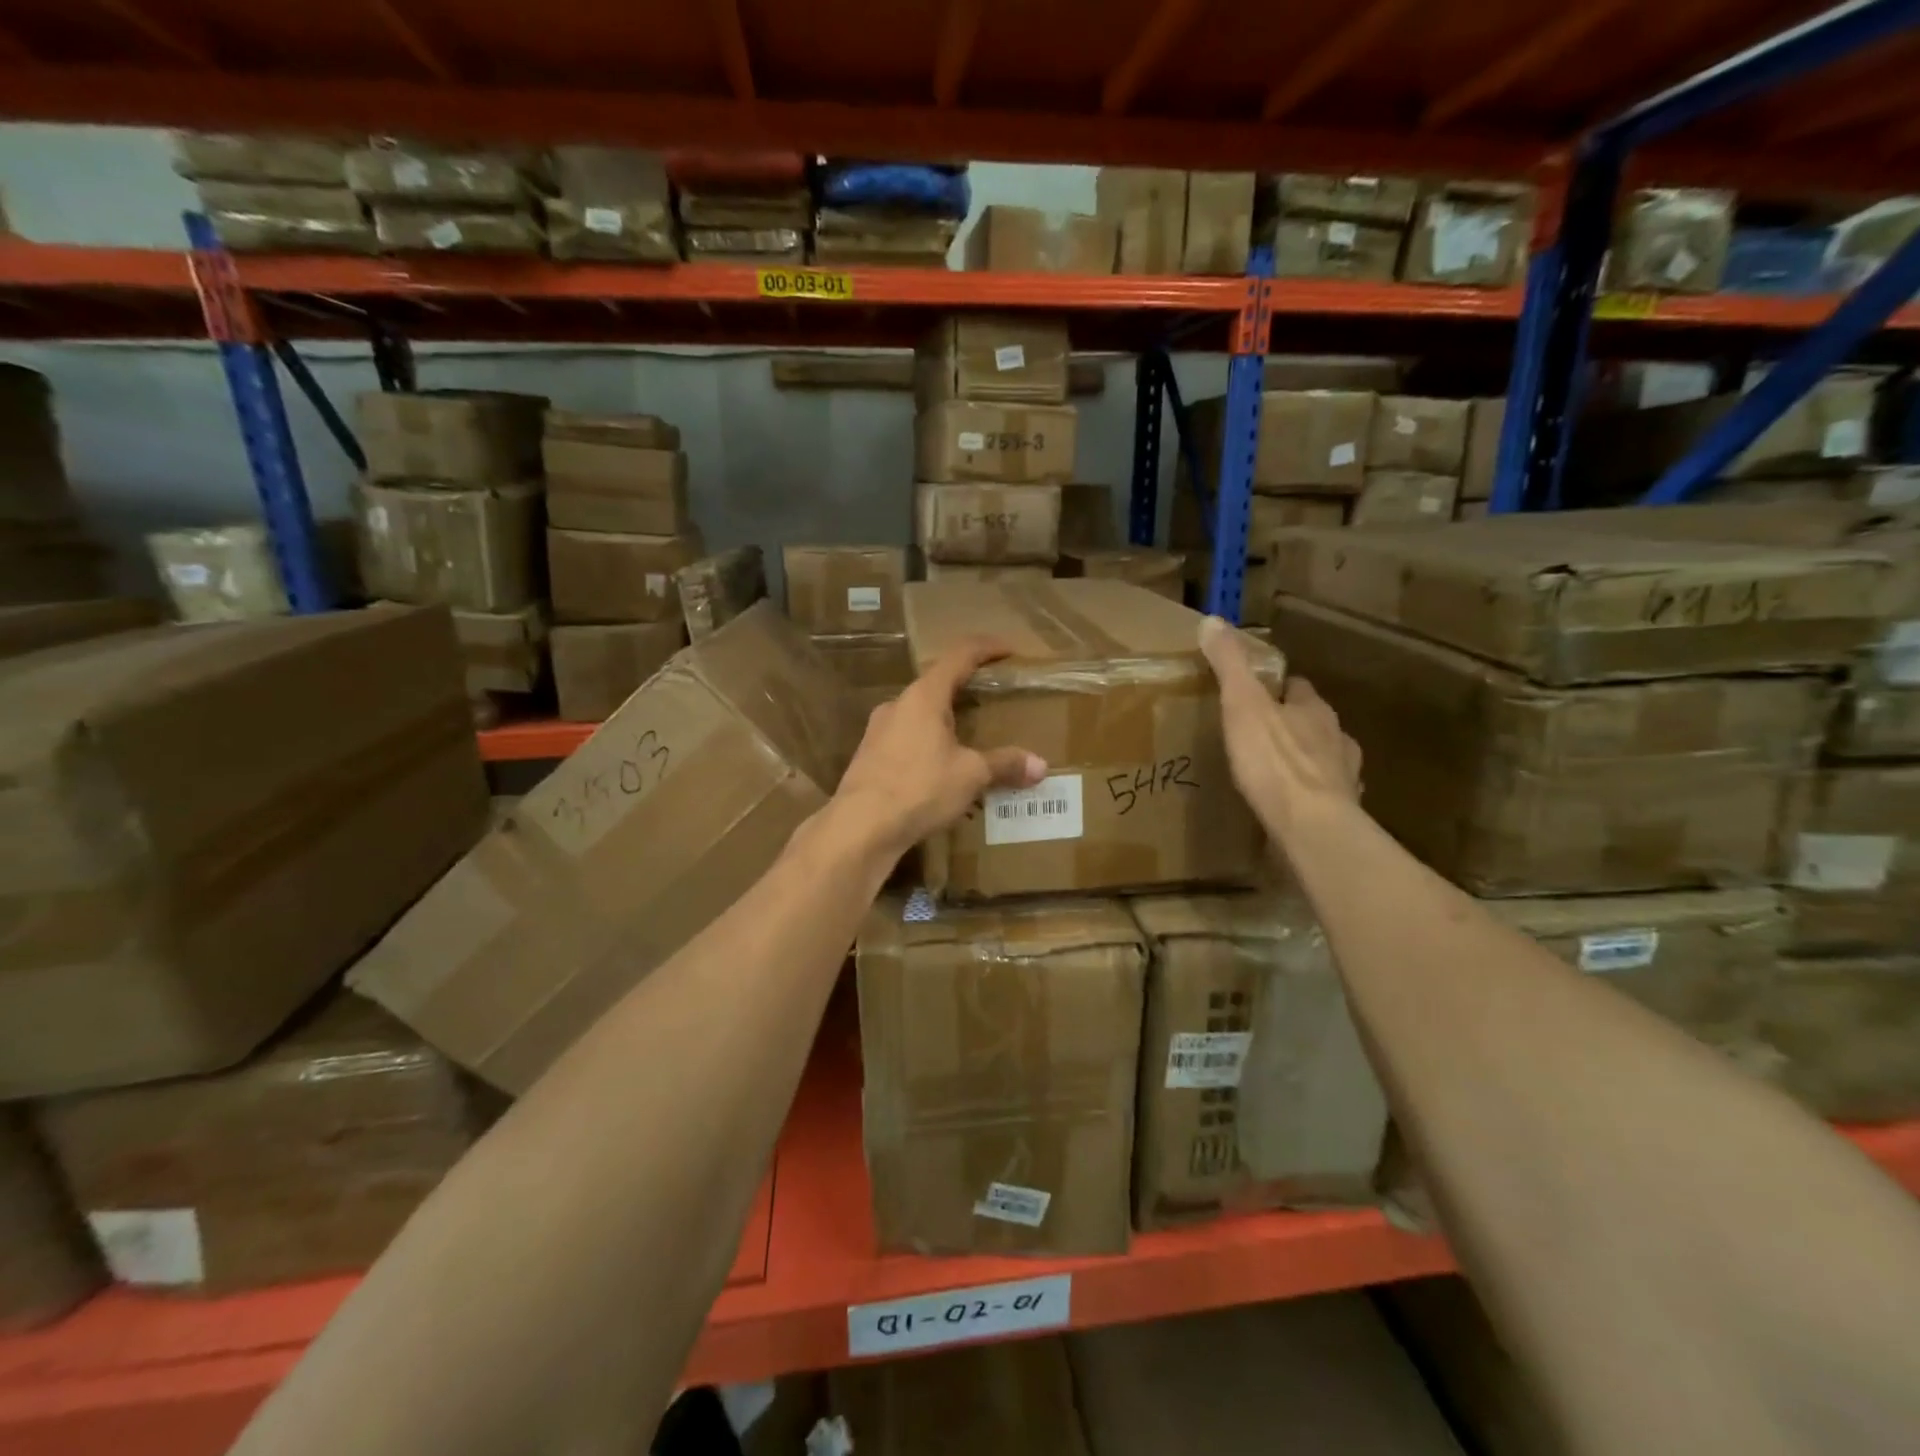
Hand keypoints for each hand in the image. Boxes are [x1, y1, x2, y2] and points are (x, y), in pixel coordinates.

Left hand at [831, 637, 1047, 862]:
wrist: (860, 826)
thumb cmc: (920, 788)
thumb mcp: (970, 775)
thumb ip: (1004, 765)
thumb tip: (1040, 766)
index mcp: (924, 696)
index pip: (959, 656)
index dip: (986, 648)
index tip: (1008, 650)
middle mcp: (897, 705)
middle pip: (937, 685)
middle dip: (966, 690)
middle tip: (992, 701)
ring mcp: (878, 731)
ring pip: (919, 716)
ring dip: (945, 722)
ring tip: (969, 740)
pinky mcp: (869, 758)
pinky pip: (906, 741)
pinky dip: (928, 746)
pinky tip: (941, 771)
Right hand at [1199, 616, 1361, 846]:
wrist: (1311, 826)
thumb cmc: (1273, 761)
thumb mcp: (1242, 705)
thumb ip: (1230, 665)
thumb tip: (1211, 620)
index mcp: (1313, 709)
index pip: (1297, 687)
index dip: (1277, 689)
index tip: (1255, 694)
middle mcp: (1336, 737)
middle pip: (1313, 723)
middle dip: (1291, 725)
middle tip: (1257, 735)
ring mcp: (1344, 776)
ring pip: (1323, 759)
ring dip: (1304, 761)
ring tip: (1273, 773)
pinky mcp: (1342, 811)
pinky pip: (1323, 797)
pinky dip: (1308, 796)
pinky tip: (1290, 807)